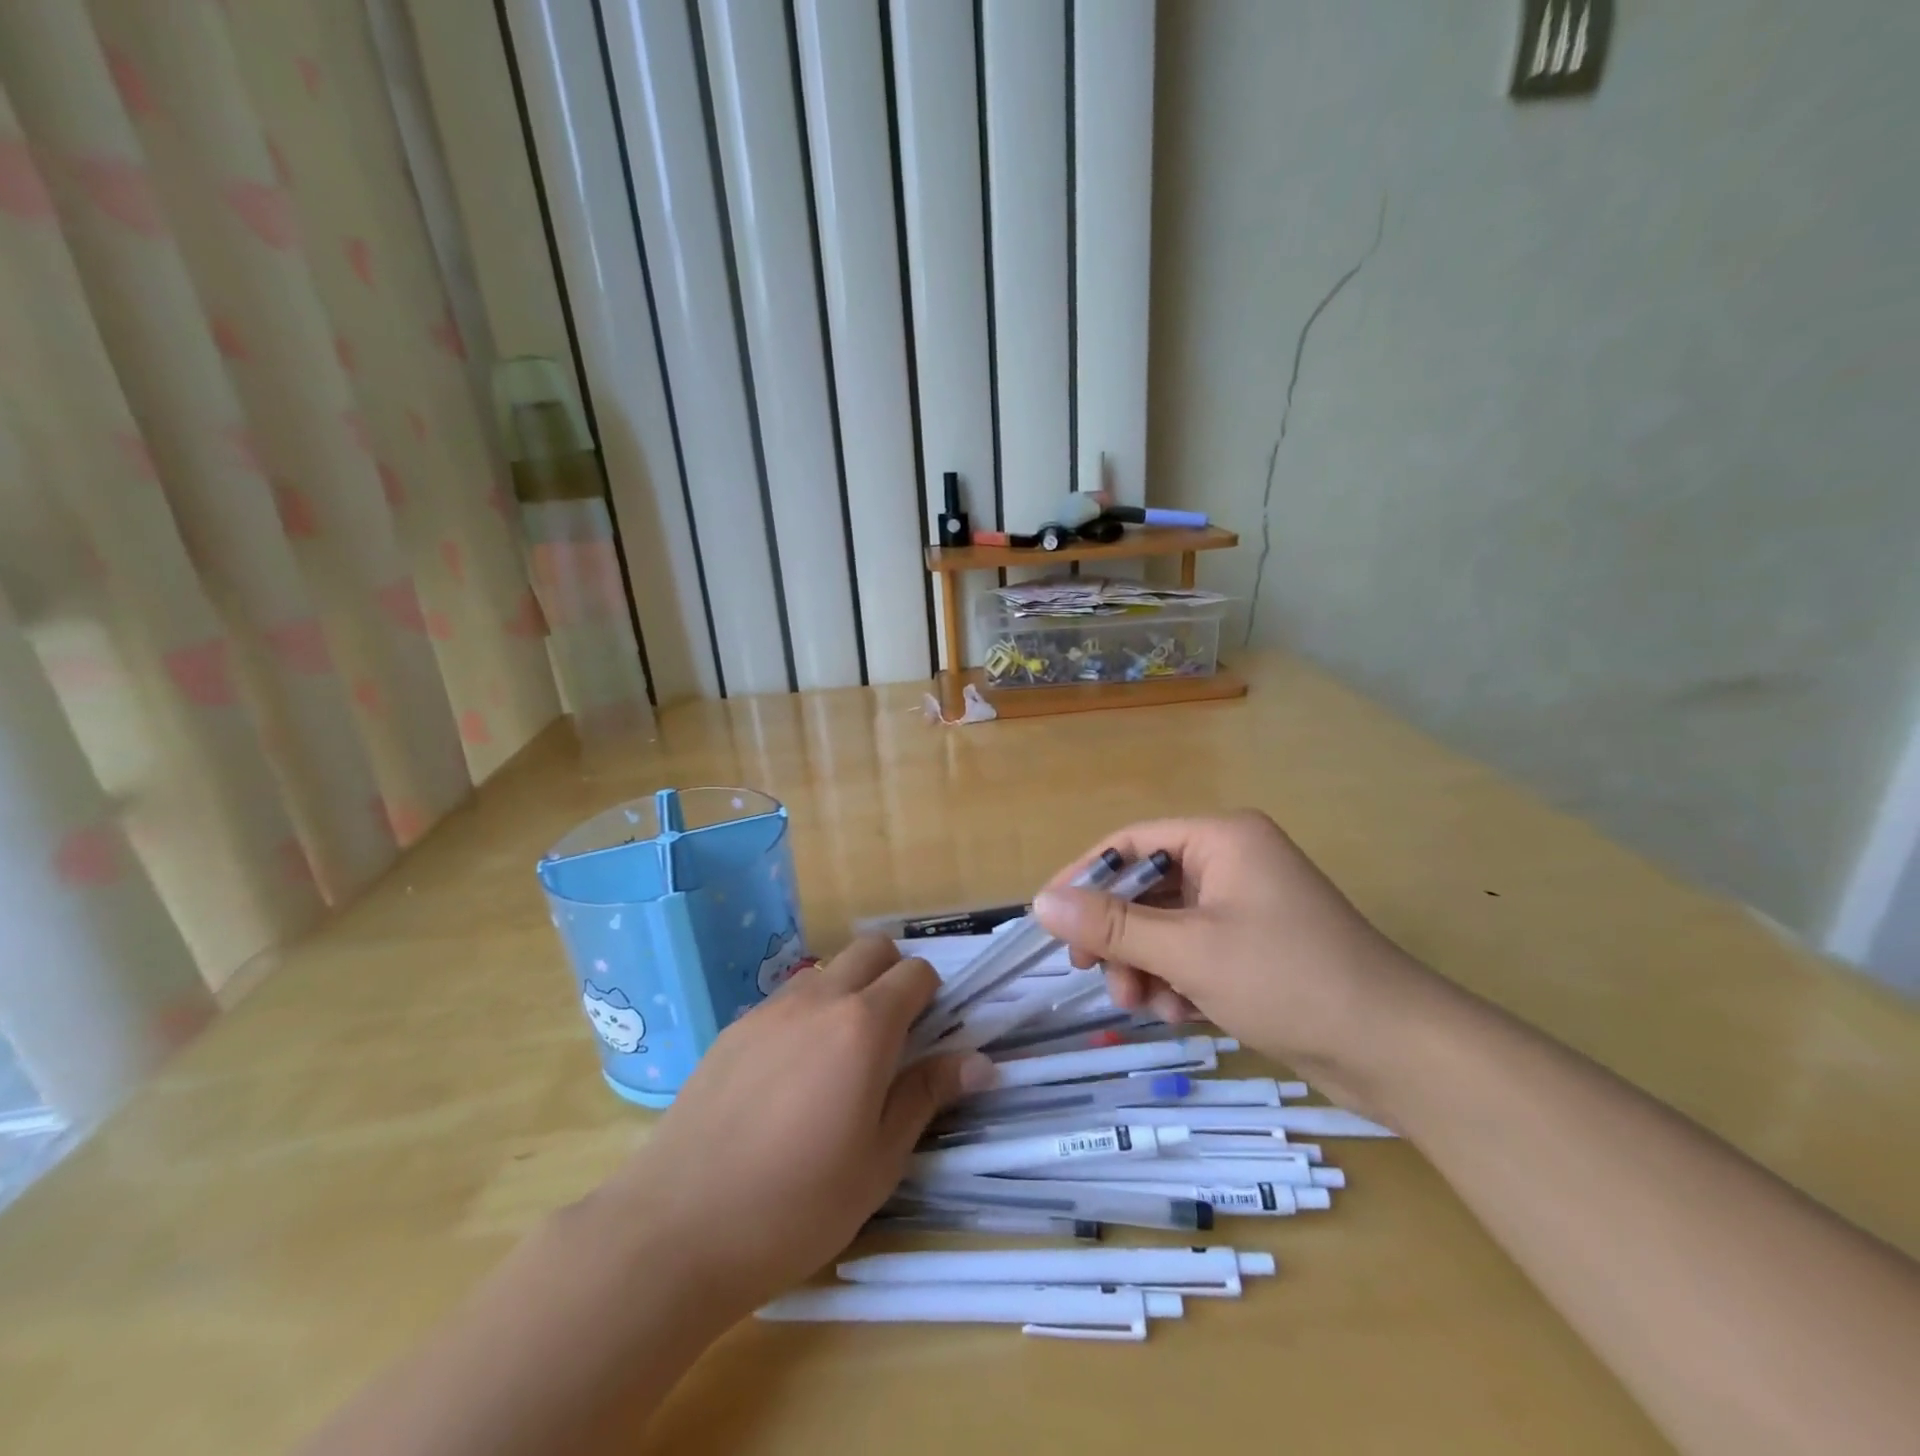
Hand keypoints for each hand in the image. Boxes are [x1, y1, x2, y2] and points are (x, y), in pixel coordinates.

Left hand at [594, 937, 994, 1318]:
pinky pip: (785, 1001)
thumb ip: (927, 1095)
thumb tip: (981, 1060)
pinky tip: (788, 1078)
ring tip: (838, 1061)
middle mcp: (818, 999)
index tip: (932, 1034)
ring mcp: (769, 1009)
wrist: (675, 1230)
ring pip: (826, 972)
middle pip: (871, 948)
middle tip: (893, 1036)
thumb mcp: (879, 1160)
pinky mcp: (732, 1029)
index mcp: (863, 1026)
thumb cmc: (796, 1205)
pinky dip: (805, 1016)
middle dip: (893, 974)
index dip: (933, 995)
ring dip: (847, 993)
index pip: (916, 972)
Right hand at [1032, 811, 1423, 1106]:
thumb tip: (1042, 903)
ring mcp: (1247, 905)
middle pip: (1147, 888)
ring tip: (1148, 1007)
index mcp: (1222, 838)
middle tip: (1098, 978)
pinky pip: (1195, 950)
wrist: (1396, 1050)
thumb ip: (1111, 926)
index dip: (1085, 877)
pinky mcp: (1257, 945)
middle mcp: (1233, 860)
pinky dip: (1178, 979)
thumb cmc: (1287, 980)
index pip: (1131, 842)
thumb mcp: (1188, 952)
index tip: (1050, 919)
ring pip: (1167, 926)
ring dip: (1147, 965)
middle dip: (1121, 937)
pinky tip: (1183, 1014)